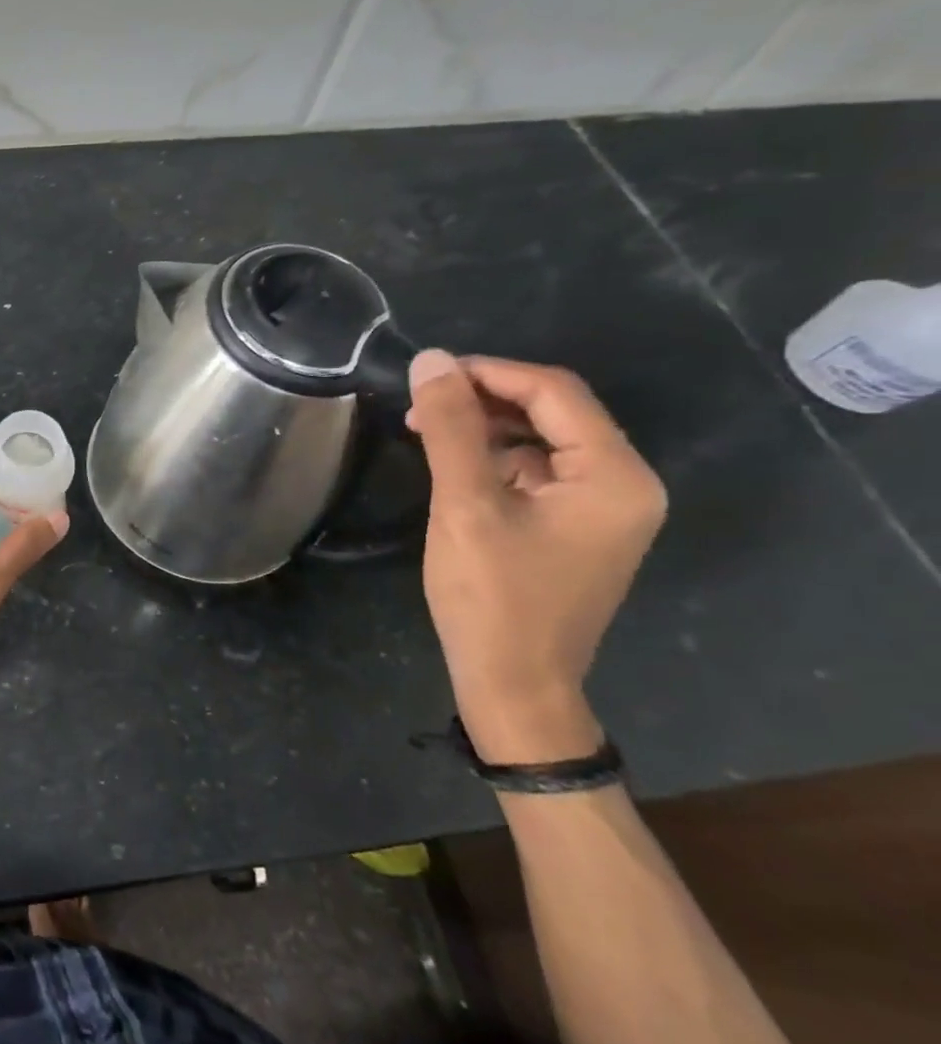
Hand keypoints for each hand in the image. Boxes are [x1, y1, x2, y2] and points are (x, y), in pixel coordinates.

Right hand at [406, 352, 666, 763]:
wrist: (513, 683)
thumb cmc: (492, 596)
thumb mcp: (465, 505)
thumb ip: (451, 428)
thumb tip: (431, 360)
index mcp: (615, 476)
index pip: (555, 392)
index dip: (489, 372)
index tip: (426, 373)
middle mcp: (624, 485)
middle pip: (553, 412)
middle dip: (484, 398)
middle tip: (420, 401)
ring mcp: (603, 509)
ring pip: (540, 439)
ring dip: (484, 427)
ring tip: (425, 429)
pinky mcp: (575, 527)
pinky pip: (536, 471)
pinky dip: (492, 458)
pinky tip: (451, 464)